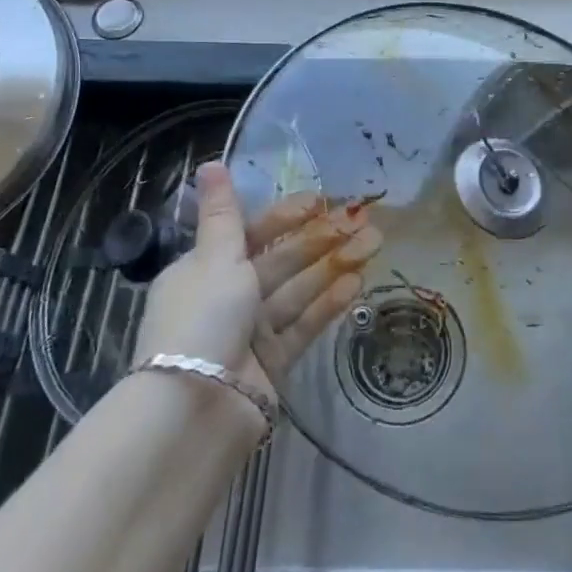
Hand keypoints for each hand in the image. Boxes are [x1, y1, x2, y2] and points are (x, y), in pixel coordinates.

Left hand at [135, 163, 381, 399]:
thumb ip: (223, 213)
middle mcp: (228, 296)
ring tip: (374, 243)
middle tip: (364, 219)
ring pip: (300, 289)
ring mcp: (253, 330)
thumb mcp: (214, 258)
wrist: (197, 408)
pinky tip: (358, 282)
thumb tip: (209, 163)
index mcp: (205, 268)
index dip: (287, 215)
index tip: (322, 200)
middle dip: (322, 238)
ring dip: (335, 265)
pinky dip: (329, 303)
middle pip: (282, 260)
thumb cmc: (203, 319)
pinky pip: (305, 324)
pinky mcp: (274, 361)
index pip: (253, 232)